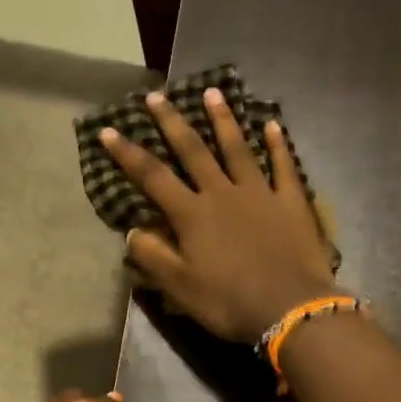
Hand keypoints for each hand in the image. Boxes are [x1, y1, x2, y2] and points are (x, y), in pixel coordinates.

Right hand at [101, 89, 335, 342]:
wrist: (290, 308)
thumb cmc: (229, 301)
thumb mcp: (180, 287)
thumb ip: (154, 256)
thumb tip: (133, 231)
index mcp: (192, 215)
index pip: (153, 177)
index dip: (128, 154)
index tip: (109, 130)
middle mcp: (222, 193)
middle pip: (193, 151)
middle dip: (172, 123)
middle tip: (157, 96)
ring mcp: (260, 193)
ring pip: (237, 148)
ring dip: (223, 120)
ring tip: (212, 93)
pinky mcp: (291, 201)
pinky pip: (284, 166)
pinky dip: (277, 144)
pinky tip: (272, 124)